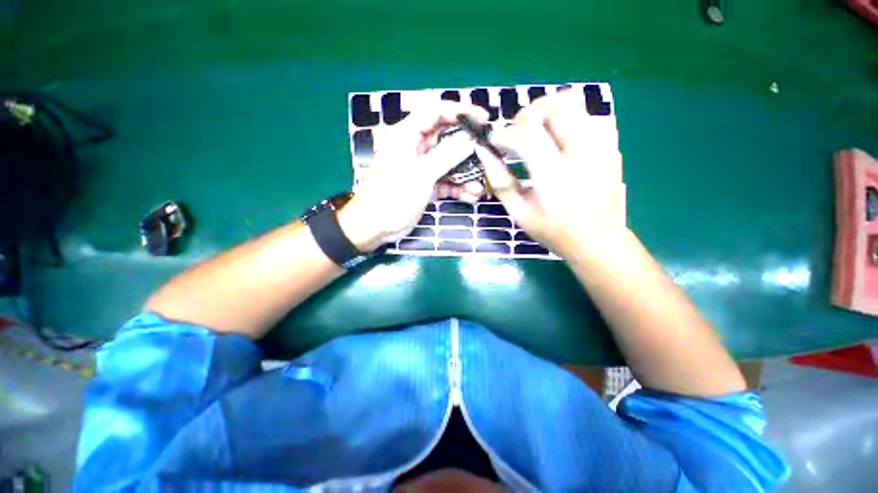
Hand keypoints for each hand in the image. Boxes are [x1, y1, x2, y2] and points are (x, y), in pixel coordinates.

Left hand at [338, 101, 488, 251]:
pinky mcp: (426, 185)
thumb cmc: (393, 196)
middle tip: (489, 153)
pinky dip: (459, 188)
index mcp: (407, 135)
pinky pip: (447, 181)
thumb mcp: (421, 174)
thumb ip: (447, 155)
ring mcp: (422, 168)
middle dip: (468, 147)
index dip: (460, 111)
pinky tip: (471, 196)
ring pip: (449, 163)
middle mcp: (416, 148)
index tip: (483, 118)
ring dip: (466, 173)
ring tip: (481, 185)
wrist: (376, 227)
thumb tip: (471, 138)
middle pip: (447, 139)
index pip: (435, 112)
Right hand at [475, 91, 625, 258]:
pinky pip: (586, 116)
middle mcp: (581, 151)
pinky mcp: (610, 145)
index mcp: (554, 174)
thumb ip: (499, 180)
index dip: (503, 133)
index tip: (494, 141)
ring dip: (547, 115)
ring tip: (537, 137)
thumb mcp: (518, 211)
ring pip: (572, 103)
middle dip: (527, 114)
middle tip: (517, 135)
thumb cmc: (553, 231)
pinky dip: (566, 121)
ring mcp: (601, 144)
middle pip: (553, 104)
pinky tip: (559, 144)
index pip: (525, 133)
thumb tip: (483, 152)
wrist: (598, 240)